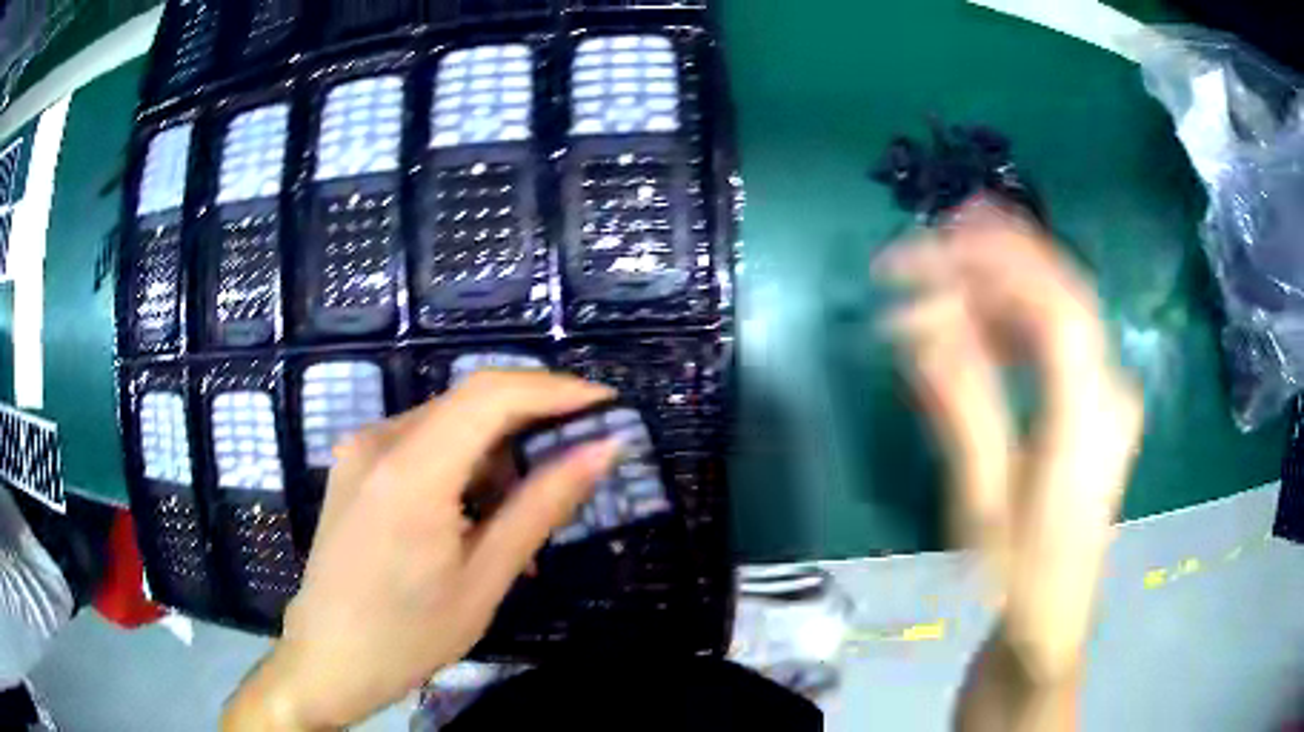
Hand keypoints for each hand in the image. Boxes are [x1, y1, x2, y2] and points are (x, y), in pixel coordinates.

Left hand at [223, 372, 619, 729]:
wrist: (328, 657)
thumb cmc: (409, 634)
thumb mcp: (485, 578)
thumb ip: (541, 505)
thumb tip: (603, 450)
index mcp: (410, 472)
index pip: (490, 394)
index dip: (555, 390)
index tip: (607, 406)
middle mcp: (378, 441)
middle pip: (470, 403)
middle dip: (531, 426)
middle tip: (576, 464)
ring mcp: (361, 449)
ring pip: (448, 423)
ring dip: (496, 455)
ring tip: (519, 520)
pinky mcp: (355, 465)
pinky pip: (422, 444)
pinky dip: (462, 467)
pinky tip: (474, 518)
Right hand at [877, 203, 1142, 684]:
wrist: (1051, 625)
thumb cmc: (1016, 576)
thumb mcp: (983, 501)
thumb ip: (961, 404)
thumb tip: (918, 323)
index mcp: (1091, 418)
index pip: (1056, 308)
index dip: (999, 261)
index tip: (933, 242)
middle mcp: (1111, 390)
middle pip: (1063, 293)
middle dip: (997, 255)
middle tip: (930, 240)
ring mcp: (1109, 394)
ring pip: (1061, 308)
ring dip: (1002, 284)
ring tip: (942, 277)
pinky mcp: (1098, 403)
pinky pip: (1060, 338)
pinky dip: (1016, 317)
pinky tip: (979, 323)